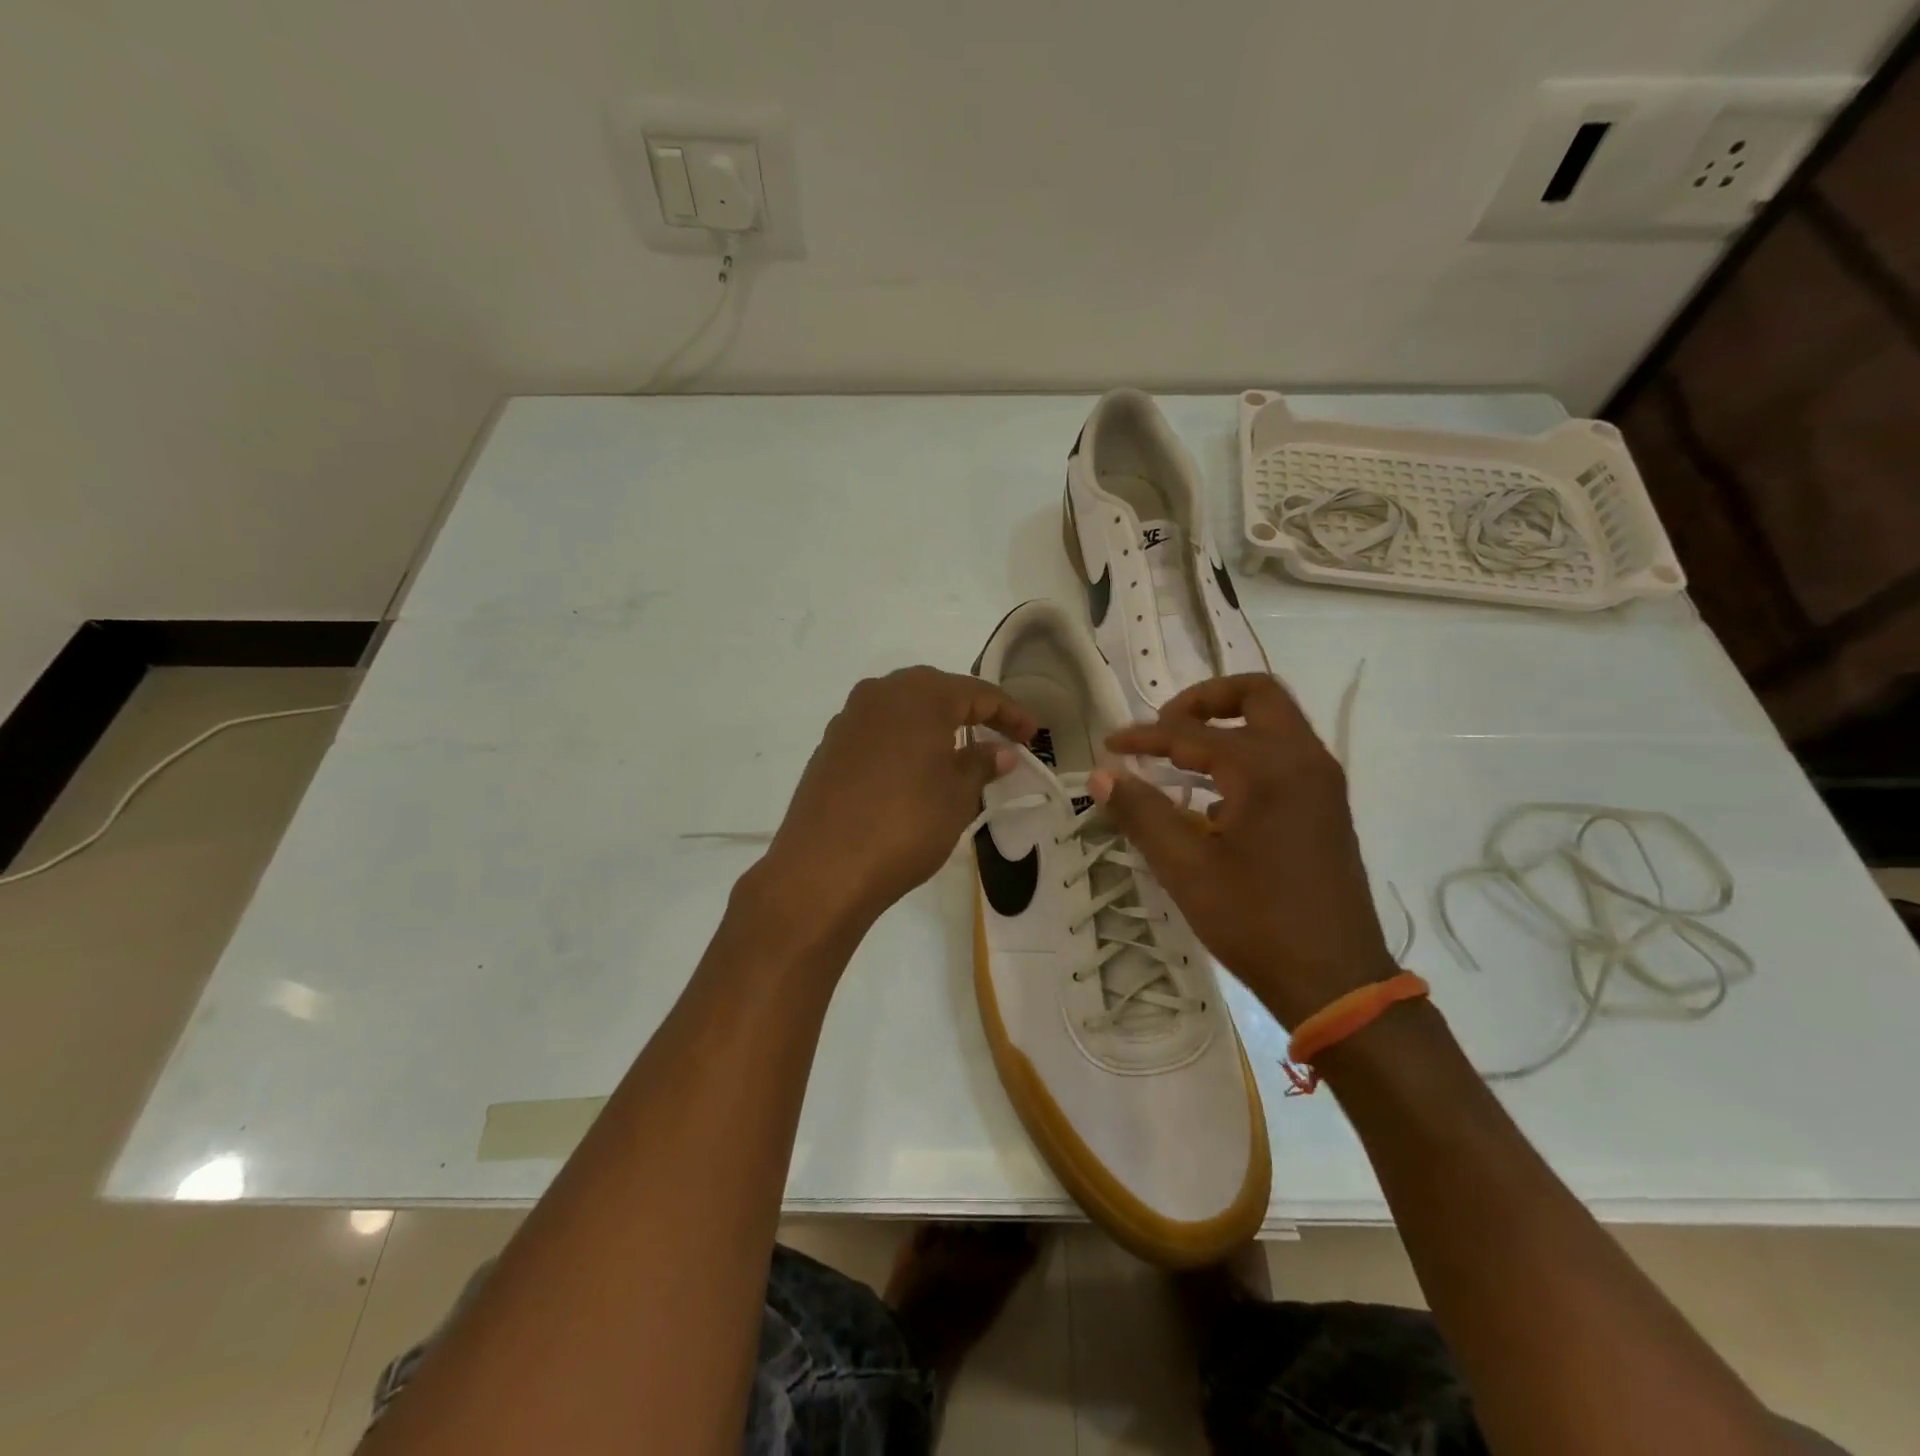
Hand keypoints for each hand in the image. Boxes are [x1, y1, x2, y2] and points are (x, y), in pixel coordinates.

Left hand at [758, 667, 1036, 938]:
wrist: (823, 869)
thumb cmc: (905, 825)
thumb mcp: (957, 796)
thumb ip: (981, 764)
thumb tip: (999, 751)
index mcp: (919, 695)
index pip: (977, 693)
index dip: (1009, 713)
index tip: (1032, 736)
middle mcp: (880, 694)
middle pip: (936, 691)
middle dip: (970, 711)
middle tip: (997, 736)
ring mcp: (849, 719)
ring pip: (903, 709)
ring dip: (934, 725)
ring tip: (957, 752)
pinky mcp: (829, 747)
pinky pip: (878, 731)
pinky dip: (903, 741)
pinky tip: (912, 770)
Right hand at [1090, 674, 1396, 1027]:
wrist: (1335, 980)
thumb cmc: (1255, 920)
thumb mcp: (1185, 868)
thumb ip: (1141, 812)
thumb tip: (1102, 774)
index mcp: (1267, 768)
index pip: (1192, 732)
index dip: (1144, 736)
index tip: (1110, 747)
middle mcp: (1302, 760)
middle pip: (1256, 694)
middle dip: (1203, 700)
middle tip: (1164, 727)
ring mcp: (1322, 783)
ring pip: (1275, 723)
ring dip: (1227, 727)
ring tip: (1180, 760)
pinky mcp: (1327, 807)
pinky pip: (1285, 756)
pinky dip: (1247, 757)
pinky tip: (1215, 802)